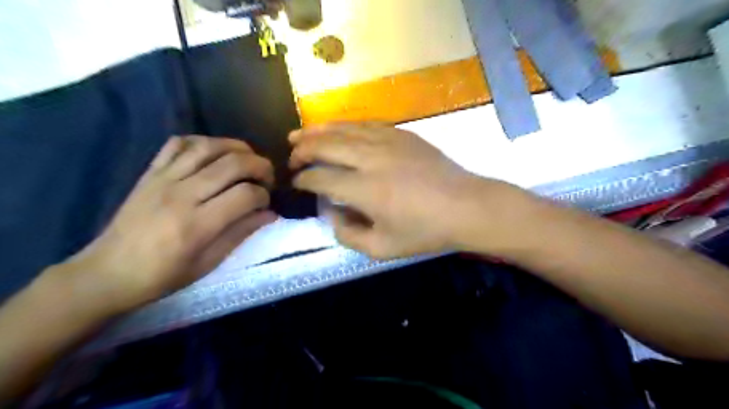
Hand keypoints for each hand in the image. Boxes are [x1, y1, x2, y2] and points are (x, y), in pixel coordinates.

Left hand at [53, 136, 275, 314]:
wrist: (108, 272)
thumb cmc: (163, 275)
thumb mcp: (208, 263)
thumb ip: (241, 233)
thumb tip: (270, 213)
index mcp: (197, 224)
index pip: (246, 194)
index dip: (264, 196)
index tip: (266, 204)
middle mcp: (182, 194)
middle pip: (233, 163)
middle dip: (260, 166)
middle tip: (267, 178)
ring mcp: (163, 179)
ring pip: (209, 146)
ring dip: (238, 148)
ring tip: (249, 160)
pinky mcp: (150, 172)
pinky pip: (178, 143)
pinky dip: (203, 142)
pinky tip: (215, 153)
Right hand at [288, 122, 533, 259]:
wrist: (466, 206)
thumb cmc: (425, 231)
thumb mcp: (383, 248)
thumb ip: (348, 235)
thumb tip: (331, 214)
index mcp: (365, 189)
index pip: (321, 178)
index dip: (303, 179)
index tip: (296, 182)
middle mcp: (371, 159)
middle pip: (326, 146)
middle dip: (303, 150)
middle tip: (291, 156)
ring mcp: (388, 141)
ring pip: (343, 129)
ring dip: (318, 131)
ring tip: (299, 134)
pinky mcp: (402, 134)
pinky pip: (366, 124)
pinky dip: (346, 125)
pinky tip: (337, 128)